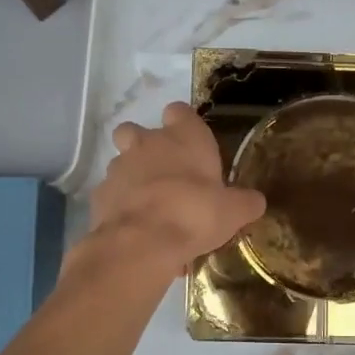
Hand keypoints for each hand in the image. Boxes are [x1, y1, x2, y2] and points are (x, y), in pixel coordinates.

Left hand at [76, 102, 265, 277]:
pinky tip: (136, 227)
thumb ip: (245, 202)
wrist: (142, 242)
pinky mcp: (99, 194)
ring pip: (121, 162)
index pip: (180, 111)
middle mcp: (147, 143)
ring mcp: (118, 167)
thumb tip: (255, 201)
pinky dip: (122, 207)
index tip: (190, 142)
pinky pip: (112, 195)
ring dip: (133, 178)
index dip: (183, 124)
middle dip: (145, 146)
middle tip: (163, 172)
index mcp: (184, 137)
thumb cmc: (195, 214)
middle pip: (136, 131)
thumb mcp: (233, 211)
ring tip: (150, 206)